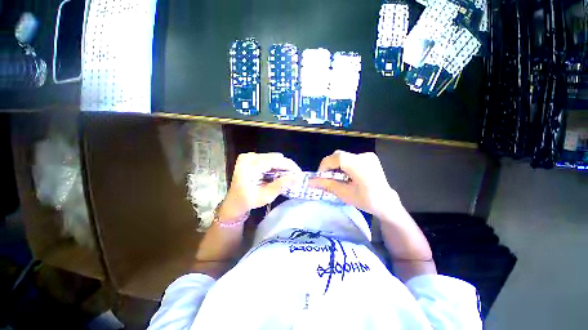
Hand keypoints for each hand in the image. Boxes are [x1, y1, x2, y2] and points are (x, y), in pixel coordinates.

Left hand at [219, 152, 300, 219]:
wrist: (234, 202)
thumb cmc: (248, 201)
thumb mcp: (265, 196)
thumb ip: (281, 185)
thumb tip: (297, 177)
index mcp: (249, 167)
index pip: (274, 160)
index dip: (289, 165)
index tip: (299, 173)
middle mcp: (248, 157)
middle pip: (274, 157)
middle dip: (286, 166)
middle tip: (295, 176)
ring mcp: (248, 156)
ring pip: (272, 157)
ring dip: (281, 166)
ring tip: (287, 176)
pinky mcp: (249, 157)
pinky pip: (267, 158)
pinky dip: (275, 165)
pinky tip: (278, 173)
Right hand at [309, 151, 398, 216]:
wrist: (387, 203)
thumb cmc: (367, 201)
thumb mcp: (344, 194)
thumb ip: (326, 184)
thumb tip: (310, 182)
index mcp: (360, 165)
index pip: (337, 158)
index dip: (325, 165)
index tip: (320, 176)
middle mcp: (364, 156)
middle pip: (339, 155)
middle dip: (329, 165)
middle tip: (327, 177)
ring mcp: (368, 155)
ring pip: (344, 156)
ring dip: (336, 165)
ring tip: (337, 177)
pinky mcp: (369, 157)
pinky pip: (350, 158)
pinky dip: (344, 165)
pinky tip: (346, 175)